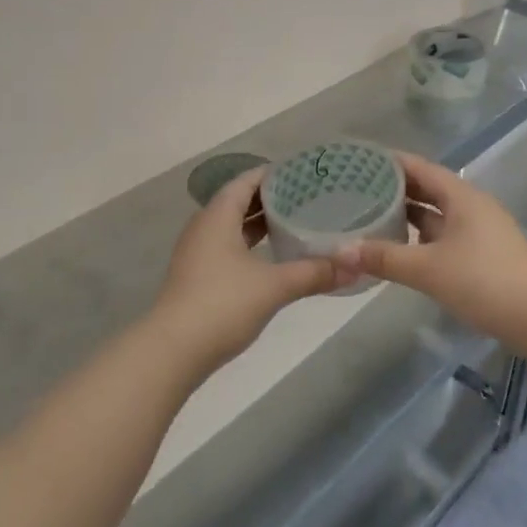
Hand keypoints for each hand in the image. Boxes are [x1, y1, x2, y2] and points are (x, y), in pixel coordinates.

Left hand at [150, 168, 345, 371]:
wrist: (172, 352)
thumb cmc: (222, 304)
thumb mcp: (274, 286)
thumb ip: (314, 273)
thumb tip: (353, 268)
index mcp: (217, 217)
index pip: (246, 181)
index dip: (272, 174)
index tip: (302, 174)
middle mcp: (204, 228)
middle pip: (238, 202)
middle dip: (270, 199)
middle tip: (307, 197)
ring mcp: (197, 254)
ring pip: (232, 227)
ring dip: (260, 224)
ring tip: (295, 223)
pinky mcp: (197, 278)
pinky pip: (227, 248)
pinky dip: (251, 246)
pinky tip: (273, 258)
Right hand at [333, 152, 526, 354]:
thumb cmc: (485, 281)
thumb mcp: (428, 269)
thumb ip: (384, 258)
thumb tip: (339, 251)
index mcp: (461, 196)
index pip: (420, 168)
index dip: (390, 162)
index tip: (358, 160)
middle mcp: (471, 207)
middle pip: (428, 189)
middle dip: (395, 189)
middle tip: (355, 190)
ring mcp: (480, 231)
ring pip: (436, 215)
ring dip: (408, 215)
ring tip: (371, 216)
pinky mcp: (483, 255)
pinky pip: (444, 236)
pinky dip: (421, 237)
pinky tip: (401, 250)